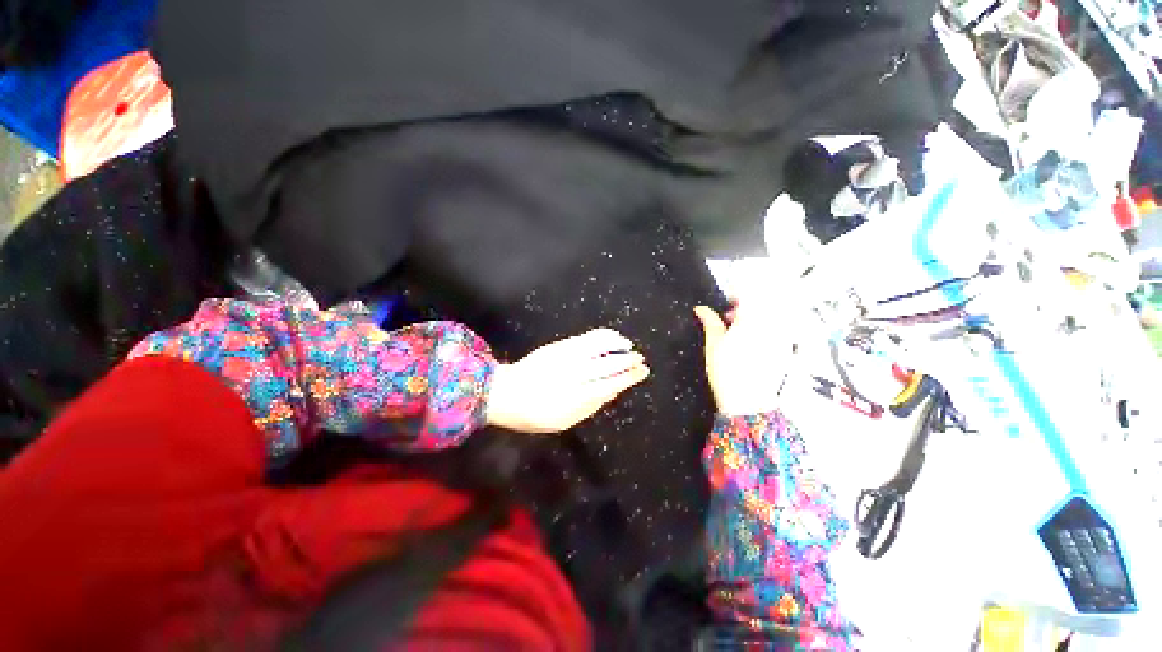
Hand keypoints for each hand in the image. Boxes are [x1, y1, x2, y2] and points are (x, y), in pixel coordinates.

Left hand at [486, 328, 649, 433]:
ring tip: (628, 345)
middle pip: (607, 364)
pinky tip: (611, 335)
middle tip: (640, 359)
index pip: (609, 383)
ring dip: (617, 344)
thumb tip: (614, 390)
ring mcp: (565, 357)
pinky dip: (602, 335)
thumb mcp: (563, 420)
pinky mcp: (559, 345)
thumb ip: (591, 406)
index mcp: (574, 397)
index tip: (642, 371)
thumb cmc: (534, 413)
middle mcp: (572, 374)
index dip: (628, 377)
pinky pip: (586, 337)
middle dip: (627, 361)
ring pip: (598, 346)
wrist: (505, 392)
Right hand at [694, 301, 792, 416]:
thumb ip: (709, 321)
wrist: (748, 403)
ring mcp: (783, 337)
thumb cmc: (726, 371)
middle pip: (765, 302)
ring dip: (756, 316)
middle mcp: (773, 324)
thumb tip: (700, 308)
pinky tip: (751, 342)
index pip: (750, 294)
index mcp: (753, 320)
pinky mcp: (787, 349)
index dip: (737, 292)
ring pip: (773, 315)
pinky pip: (779, 329)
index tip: (726, 301)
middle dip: (747, 305)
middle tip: (729, 318)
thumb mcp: (713, 344)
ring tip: (739, 331)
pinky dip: (765, 328)